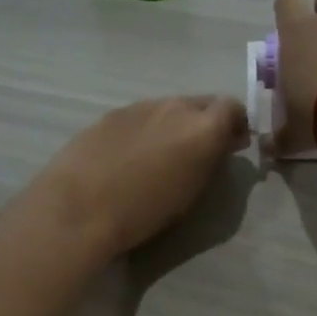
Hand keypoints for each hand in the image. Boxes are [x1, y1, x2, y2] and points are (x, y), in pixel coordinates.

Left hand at [17, 95, 250, 261]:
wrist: (80, 207)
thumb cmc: (144, 212)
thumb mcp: (191, 192)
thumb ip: (211, 160)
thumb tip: (222, 144)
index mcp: (203, 127)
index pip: (233, 108)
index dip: (235, 124)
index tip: (232, 144)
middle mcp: (175, 107)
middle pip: (201, 103)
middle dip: (206, 122)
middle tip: (198, 151)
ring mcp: (141, 106)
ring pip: (169, 108)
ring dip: (174, 124)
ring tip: (161, 155)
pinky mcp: (112, 113)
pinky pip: (141, 115)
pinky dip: (146, 129)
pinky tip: (130, 155)